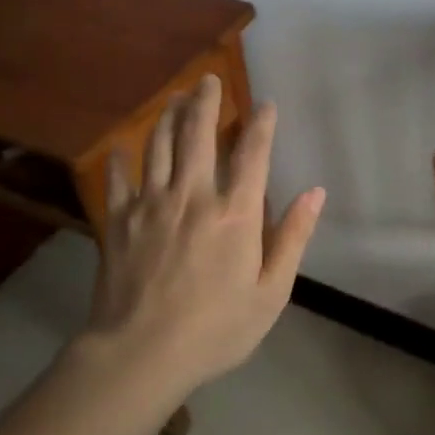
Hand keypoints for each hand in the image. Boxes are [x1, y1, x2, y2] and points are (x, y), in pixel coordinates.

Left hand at [84, 75, 324, 390]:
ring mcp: (151, 204)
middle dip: (207, 101)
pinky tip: (122, 146)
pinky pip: (119, 178)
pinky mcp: (118, 220)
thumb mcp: (271, 292)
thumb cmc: (215, 328)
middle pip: (199, 133)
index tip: (266, 104)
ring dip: (170, 116)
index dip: (261, 123)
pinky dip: (121, 158)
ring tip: (177, 97)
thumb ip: (293, 237)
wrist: (140, 355)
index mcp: (235, 212)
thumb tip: (315, 192)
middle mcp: (193, 195)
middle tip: (210, 79)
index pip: (252, 152)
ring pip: (160, 145)